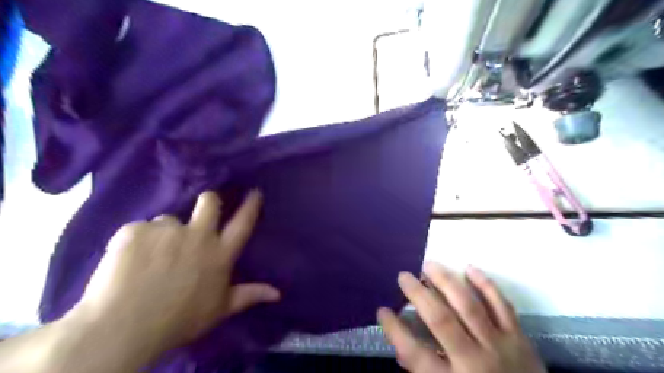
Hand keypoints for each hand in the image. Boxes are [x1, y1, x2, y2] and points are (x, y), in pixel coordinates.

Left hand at [72, 191, 279, 356]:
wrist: (123, 328)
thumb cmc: (179, 320)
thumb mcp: (219, 310)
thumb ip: (249, 295)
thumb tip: (278, 293)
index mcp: (219, 253)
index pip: (242, 223)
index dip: (250, 206)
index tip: (254, 193)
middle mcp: (198, 235)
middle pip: (209, 202)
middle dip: (210, 200)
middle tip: (203, 211)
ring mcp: (167, 230)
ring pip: (169, 220)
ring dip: (165, 233)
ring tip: (151, 257)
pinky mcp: (136, 230)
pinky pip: (140, 229)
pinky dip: (137, 242)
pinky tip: (129, 262)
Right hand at [376, 262, 547, 372]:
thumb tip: (402, 349)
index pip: (415, 353)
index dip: (395, 330)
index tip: (382, 310)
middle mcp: (475, 361)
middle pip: (441, 320)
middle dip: (418, 295)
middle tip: (403, 276)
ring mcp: (500, 346)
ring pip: (469, 306)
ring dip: (446, 282)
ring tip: (429, 265)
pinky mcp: (519, 338)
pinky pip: (502, 305)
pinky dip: (486, 285)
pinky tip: (470, 268)